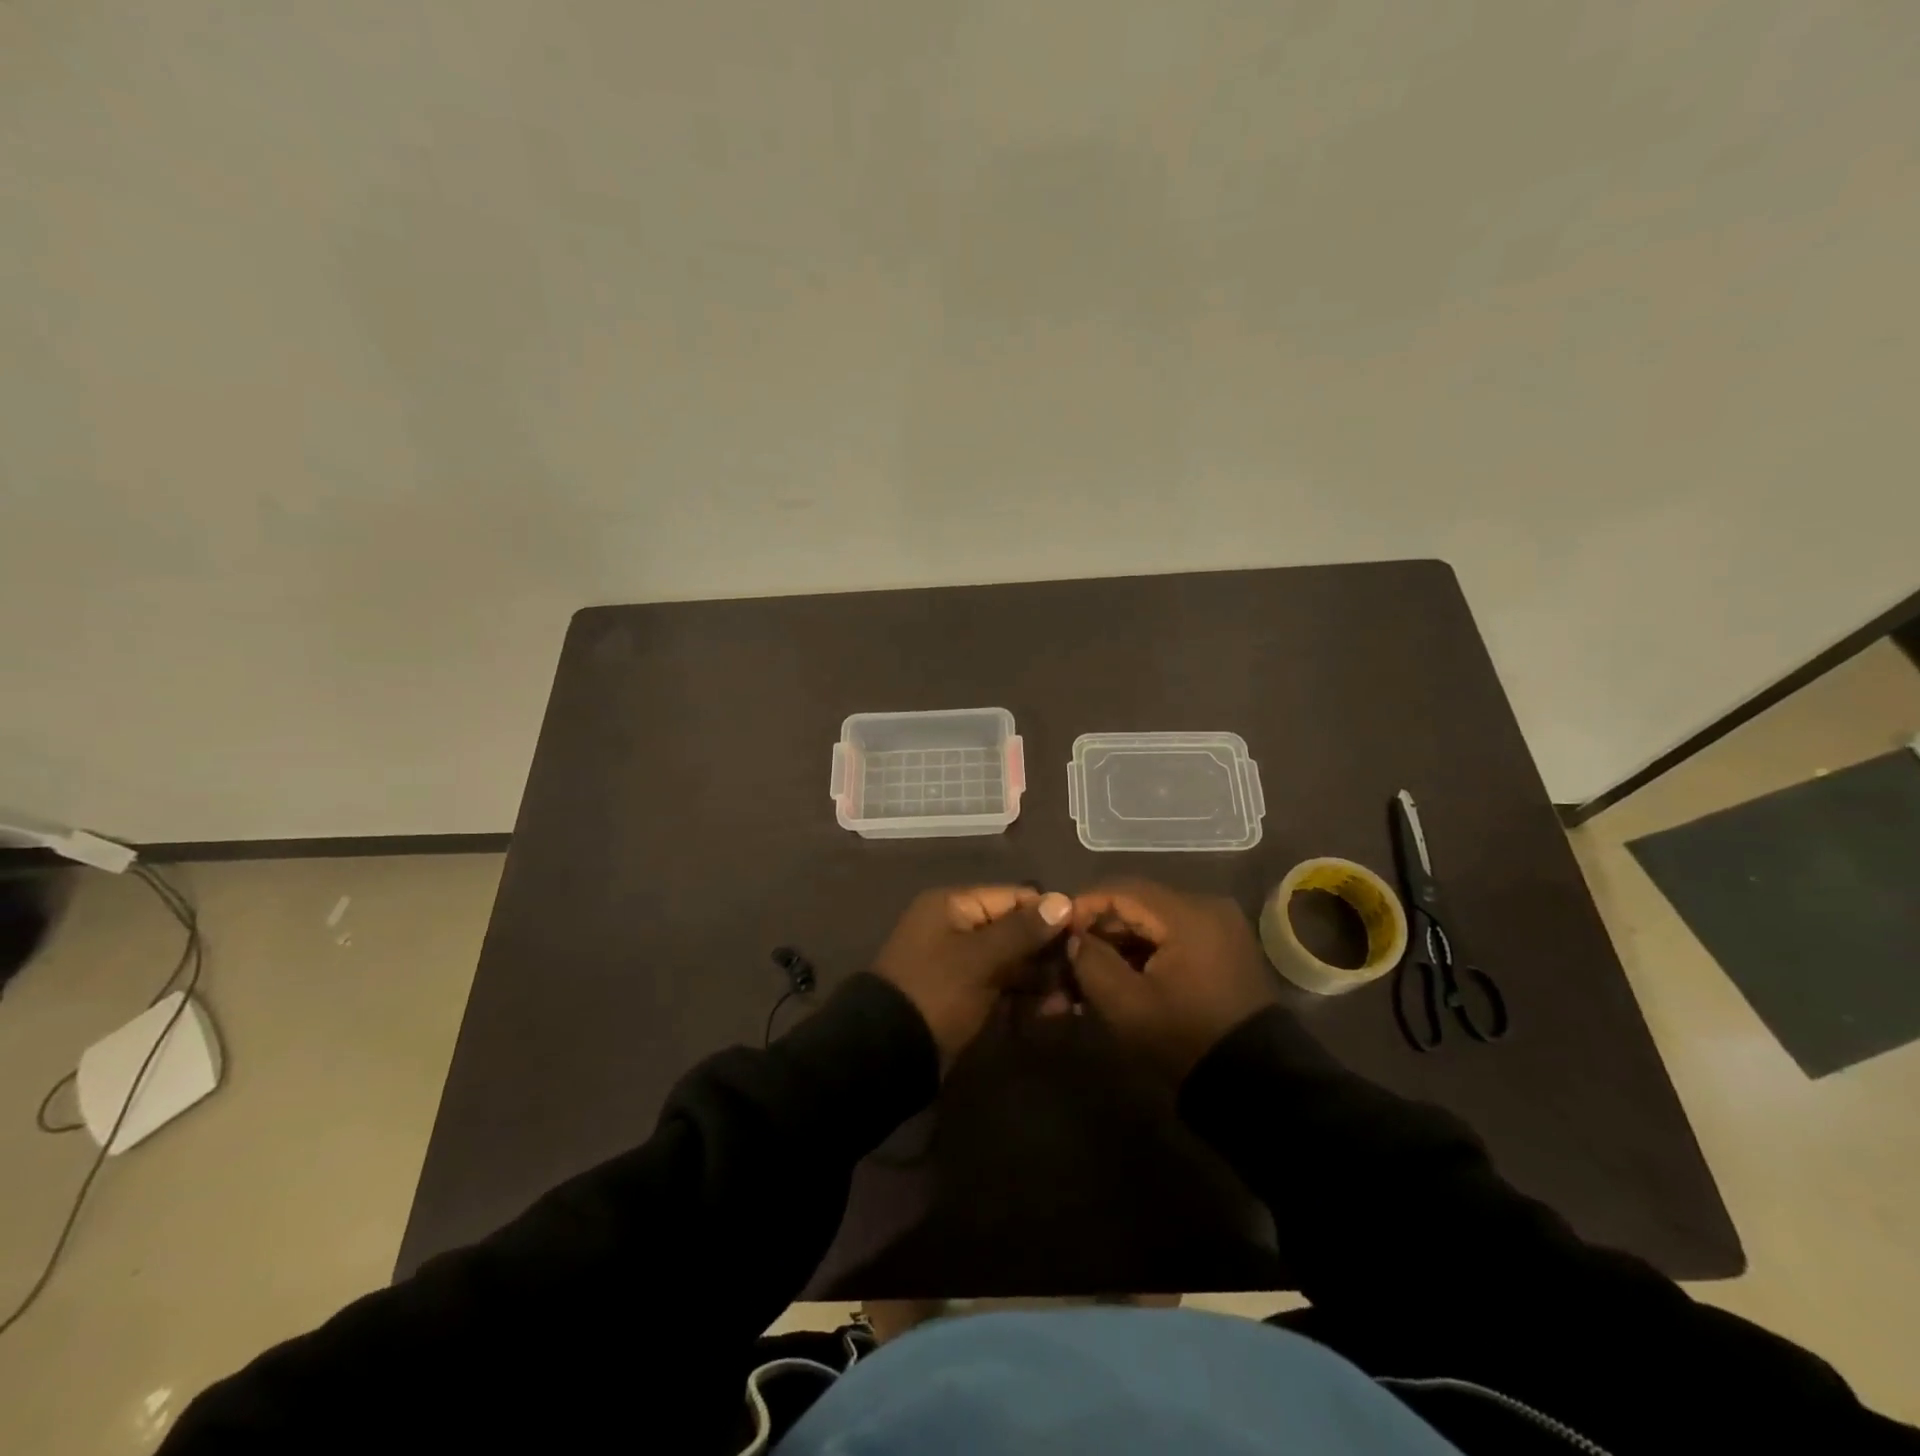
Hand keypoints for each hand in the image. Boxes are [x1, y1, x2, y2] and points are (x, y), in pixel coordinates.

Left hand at [874, 886, 1072, 1068]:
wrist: (888, 1052)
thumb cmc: (935, 990)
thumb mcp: (980, 958)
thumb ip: (1023, 930)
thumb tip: (1063, 900)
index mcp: (954, 906)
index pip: (1012, 897)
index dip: (1049, 912)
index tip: (1085, 931)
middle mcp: (958, 928)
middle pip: (1014, 929)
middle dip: (1049, 950)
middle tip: (1084, 971)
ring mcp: (962, 964)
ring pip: (1012, 961)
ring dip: (1043, 977)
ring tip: (1075, 997)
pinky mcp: (966, 996)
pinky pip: (1003, 987)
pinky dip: (1027, 997)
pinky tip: (1055, 1011)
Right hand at [1068, 880, 1278, 1081]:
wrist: (1256, 1084)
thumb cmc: (1185, 1037)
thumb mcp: (1126, 1004)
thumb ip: (1091, 962)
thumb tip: (1074, 938)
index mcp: (1187, 914)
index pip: (1122, 890)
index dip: (1084, 906)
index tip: (1057, 930)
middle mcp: (1208, 907)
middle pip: (1139, 904)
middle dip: (1102, 928)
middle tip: (1070, 954)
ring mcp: (1221, 928)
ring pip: (1155, 922)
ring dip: (1122, 942)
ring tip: (1091, 970)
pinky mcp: (1225, 950)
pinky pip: (1175, 937)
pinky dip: (1147, 952)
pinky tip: (1123, 976)